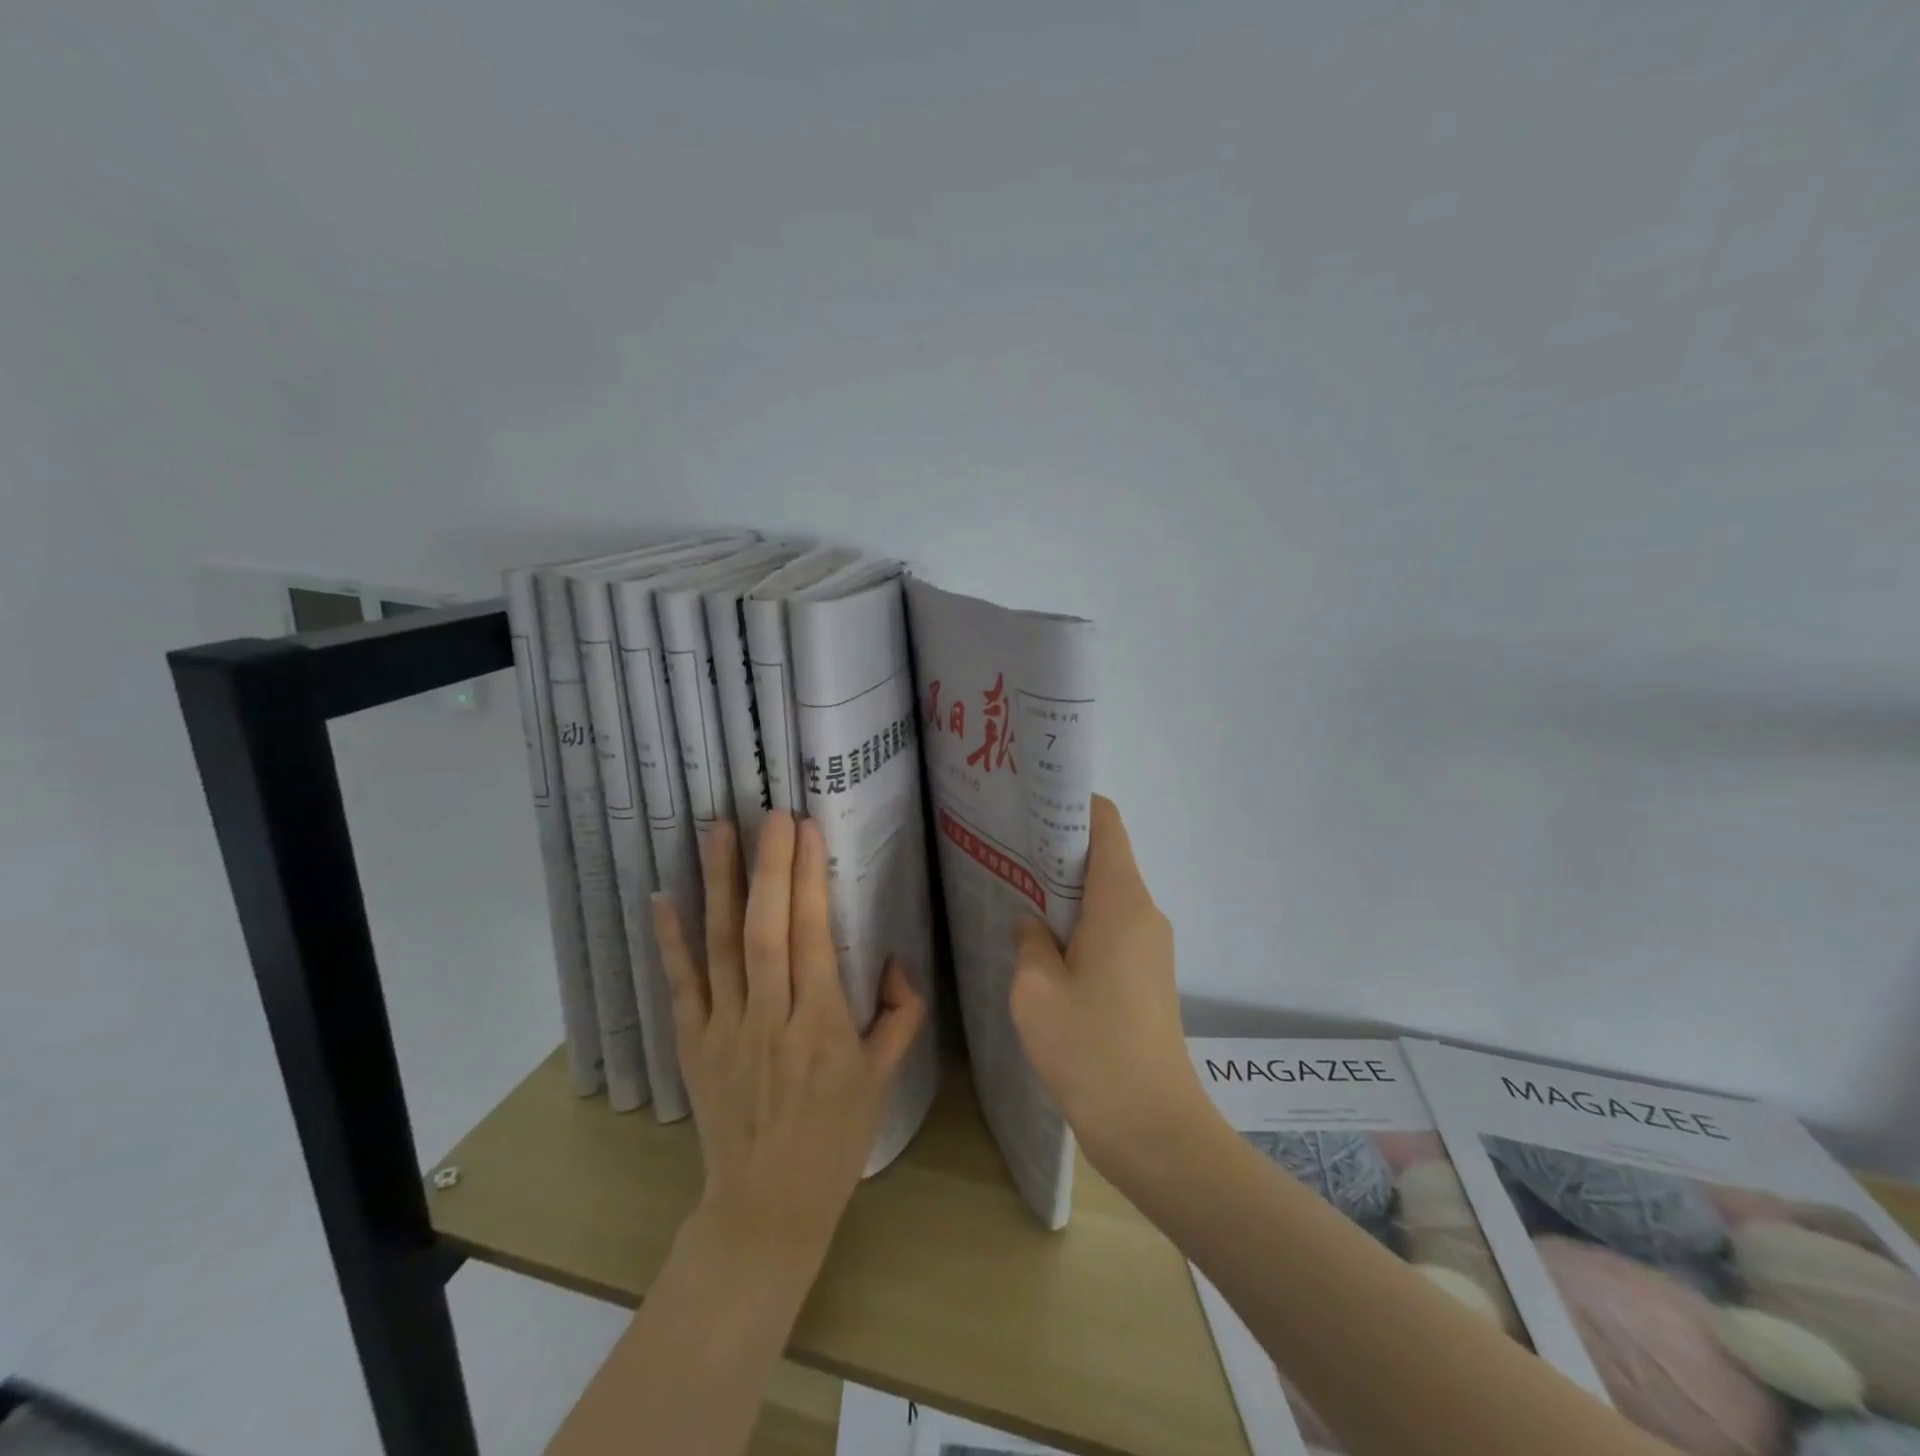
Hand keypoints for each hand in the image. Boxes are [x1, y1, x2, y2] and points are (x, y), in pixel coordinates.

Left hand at [653, 812, 925, 1272]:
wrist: (767, 1206)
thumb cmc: (835, 1139)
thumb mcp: (884, 1079)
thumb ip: (901, 1013)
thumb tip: (895, 958)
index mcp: (822, 1026)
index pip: (813, 937)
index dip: (809, 879)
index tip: (807, 830)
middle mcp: (770, 1019)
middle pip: (767, 930)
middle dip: (771, 866)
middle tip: (772, 813)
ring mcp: (724, 1030)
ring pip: (721, 945)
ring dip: (721, 884)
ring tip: (719, 830)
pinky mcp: (693, 1044)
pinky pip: (681, 985)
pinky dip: (671, 940)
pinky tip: (664, 896)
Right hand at [1009, 795, 1208, 1175]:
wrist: (1153, 1129)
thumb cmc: (1090, 1048)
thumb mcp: (1035, 989)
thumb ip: (1029, 940)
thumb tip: (1034, 922)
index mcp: (1121, 900)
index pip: (1105, 823)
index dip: (1070, 804)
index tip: (1028, 806)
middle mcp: (1144, 912)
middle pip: (1104, 855)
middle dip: (1057, 847)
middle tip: (1005, 847)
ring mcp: (1150, 945)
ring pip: (1106, 894)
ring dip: (1065, 890)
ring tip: (1016, 892)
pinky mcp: (1147, 975)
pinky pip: (1112, 927)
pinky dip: (1080, 922)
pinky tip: (1044, 944)